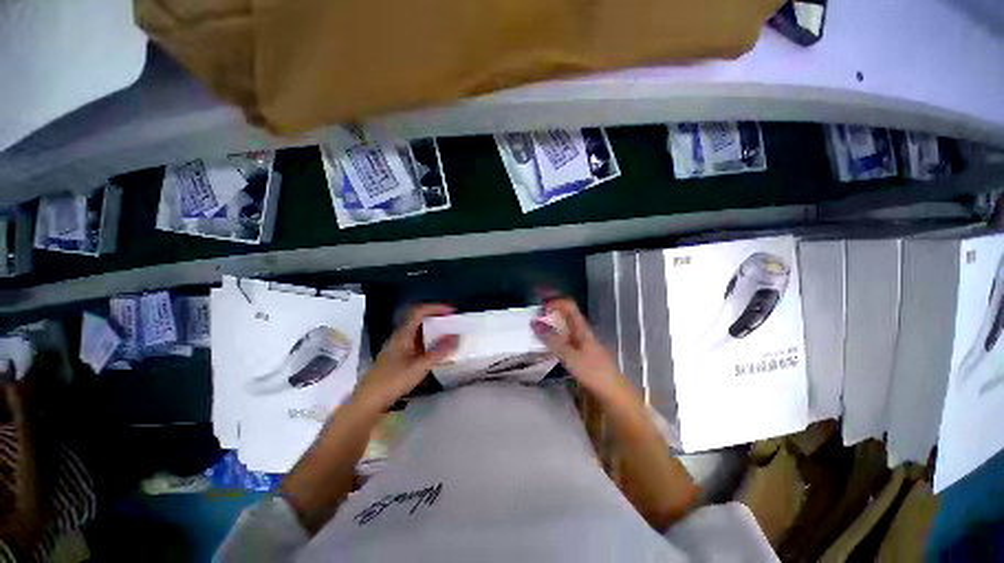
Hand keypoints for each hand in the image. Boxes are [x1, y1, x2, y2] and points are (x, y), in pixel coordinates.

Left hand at [353, 304, 458, 410]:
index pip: (420, 312)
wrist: (368, 402)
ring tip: (449, 335)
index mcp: (403, 334)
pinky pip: (417, 342)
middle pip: (420, 320)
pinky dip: (429, 341)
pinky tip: (437, 351)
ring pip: (419, 331)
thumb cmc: (392, 381)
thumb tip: (456, 337)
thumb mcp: (419, 367)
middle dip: (437, 318)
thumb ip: (439, 352)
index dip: (436, 308)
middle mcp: (400, 336)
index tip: (452, 311)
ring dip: (434, 330)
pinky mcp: (399, 356)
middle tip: (453, 322)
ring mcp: (399, 346)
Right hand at [531, 298, 622, 399]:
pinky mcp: (580, 355)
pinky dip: (554, 341)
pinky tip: (546, 348)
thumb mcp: (570, 356)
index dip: (554, 302)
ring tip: (534, 333)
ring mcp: (582, 344)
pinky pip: (564, 342)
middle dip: (549, 315)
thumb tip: (534, 323)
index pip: (569, 305)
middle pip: (565, 316)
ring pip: (564, 330)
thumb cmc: (594, 373)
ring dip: (550, 328)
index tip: (539, 310)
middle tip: (532, 322)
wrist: (614, 394)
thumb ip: (552, 340)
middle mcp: (582, 333)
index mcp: (582, 328)